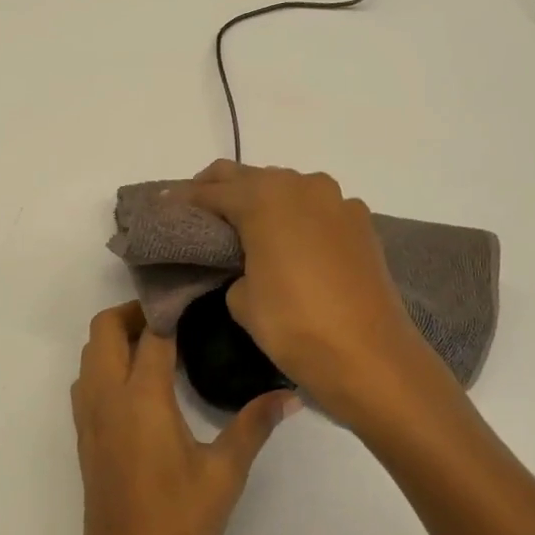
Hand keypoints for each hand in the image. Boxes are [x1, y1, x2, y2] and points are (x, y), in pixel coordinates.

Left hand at [70, 301, 295, 534]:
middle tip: (177, 320)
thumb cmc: (179, 526)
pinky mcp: (84, 439)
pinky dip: (107, 365)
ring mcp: (89, 420)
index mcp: (141, 399)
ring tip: (162, 347)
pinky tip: (143, 387)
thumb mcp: (224, 474)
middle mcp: (107, 399)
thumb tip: (291, 395)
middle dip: (134, 312)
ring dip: (116, 338)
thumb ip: (254, 425)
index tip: (199, 296)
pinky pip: (87, 382)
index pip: (151, 331)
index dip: (172, 307)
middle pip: (104, 330)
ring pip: (90, 354)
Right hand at [175, 162, 450, 427]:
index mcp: (266, 198)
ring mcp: (338, 202)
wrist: (371, 357)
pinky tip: (287, 242)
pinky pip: (316, 210)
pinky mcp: (361, 224)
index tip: (164, 207)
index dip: (185, 200)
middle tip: (197, 212)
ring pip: (287, 189)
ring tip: (241, 227)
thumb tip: (248, 263)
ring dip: (261, 200)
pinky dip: (295, 217)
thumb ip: (235, 267)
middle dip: (220, 190)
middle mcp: (303, 186)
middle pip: (250, 177)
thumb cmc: (295, 326)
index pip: (213, 191)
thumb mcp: (242, 300)